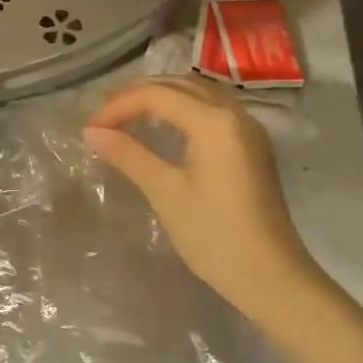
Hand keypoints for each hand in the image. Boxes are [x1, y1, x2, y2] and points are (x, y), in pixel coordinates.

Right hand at [85, 76, 312, 324]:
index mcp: (214, 121)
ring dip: (162, 96)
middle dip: (139, 93)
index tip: (90, 127)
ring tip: (128, 113)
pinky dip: (183, 107)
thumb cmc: (215, 236)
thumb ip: (128, 155)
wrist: (272, 278)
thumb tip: (91, 132)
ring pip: (199, 93)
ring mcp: (249, 129)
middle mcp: (235, 113)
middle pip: (180, 85)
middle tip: (104, 115)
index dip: (119, 105)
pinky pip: (213, 108)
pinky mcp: (253, 146)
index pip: (157, 95)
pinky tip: (165, 124)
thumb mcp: (165, 192)